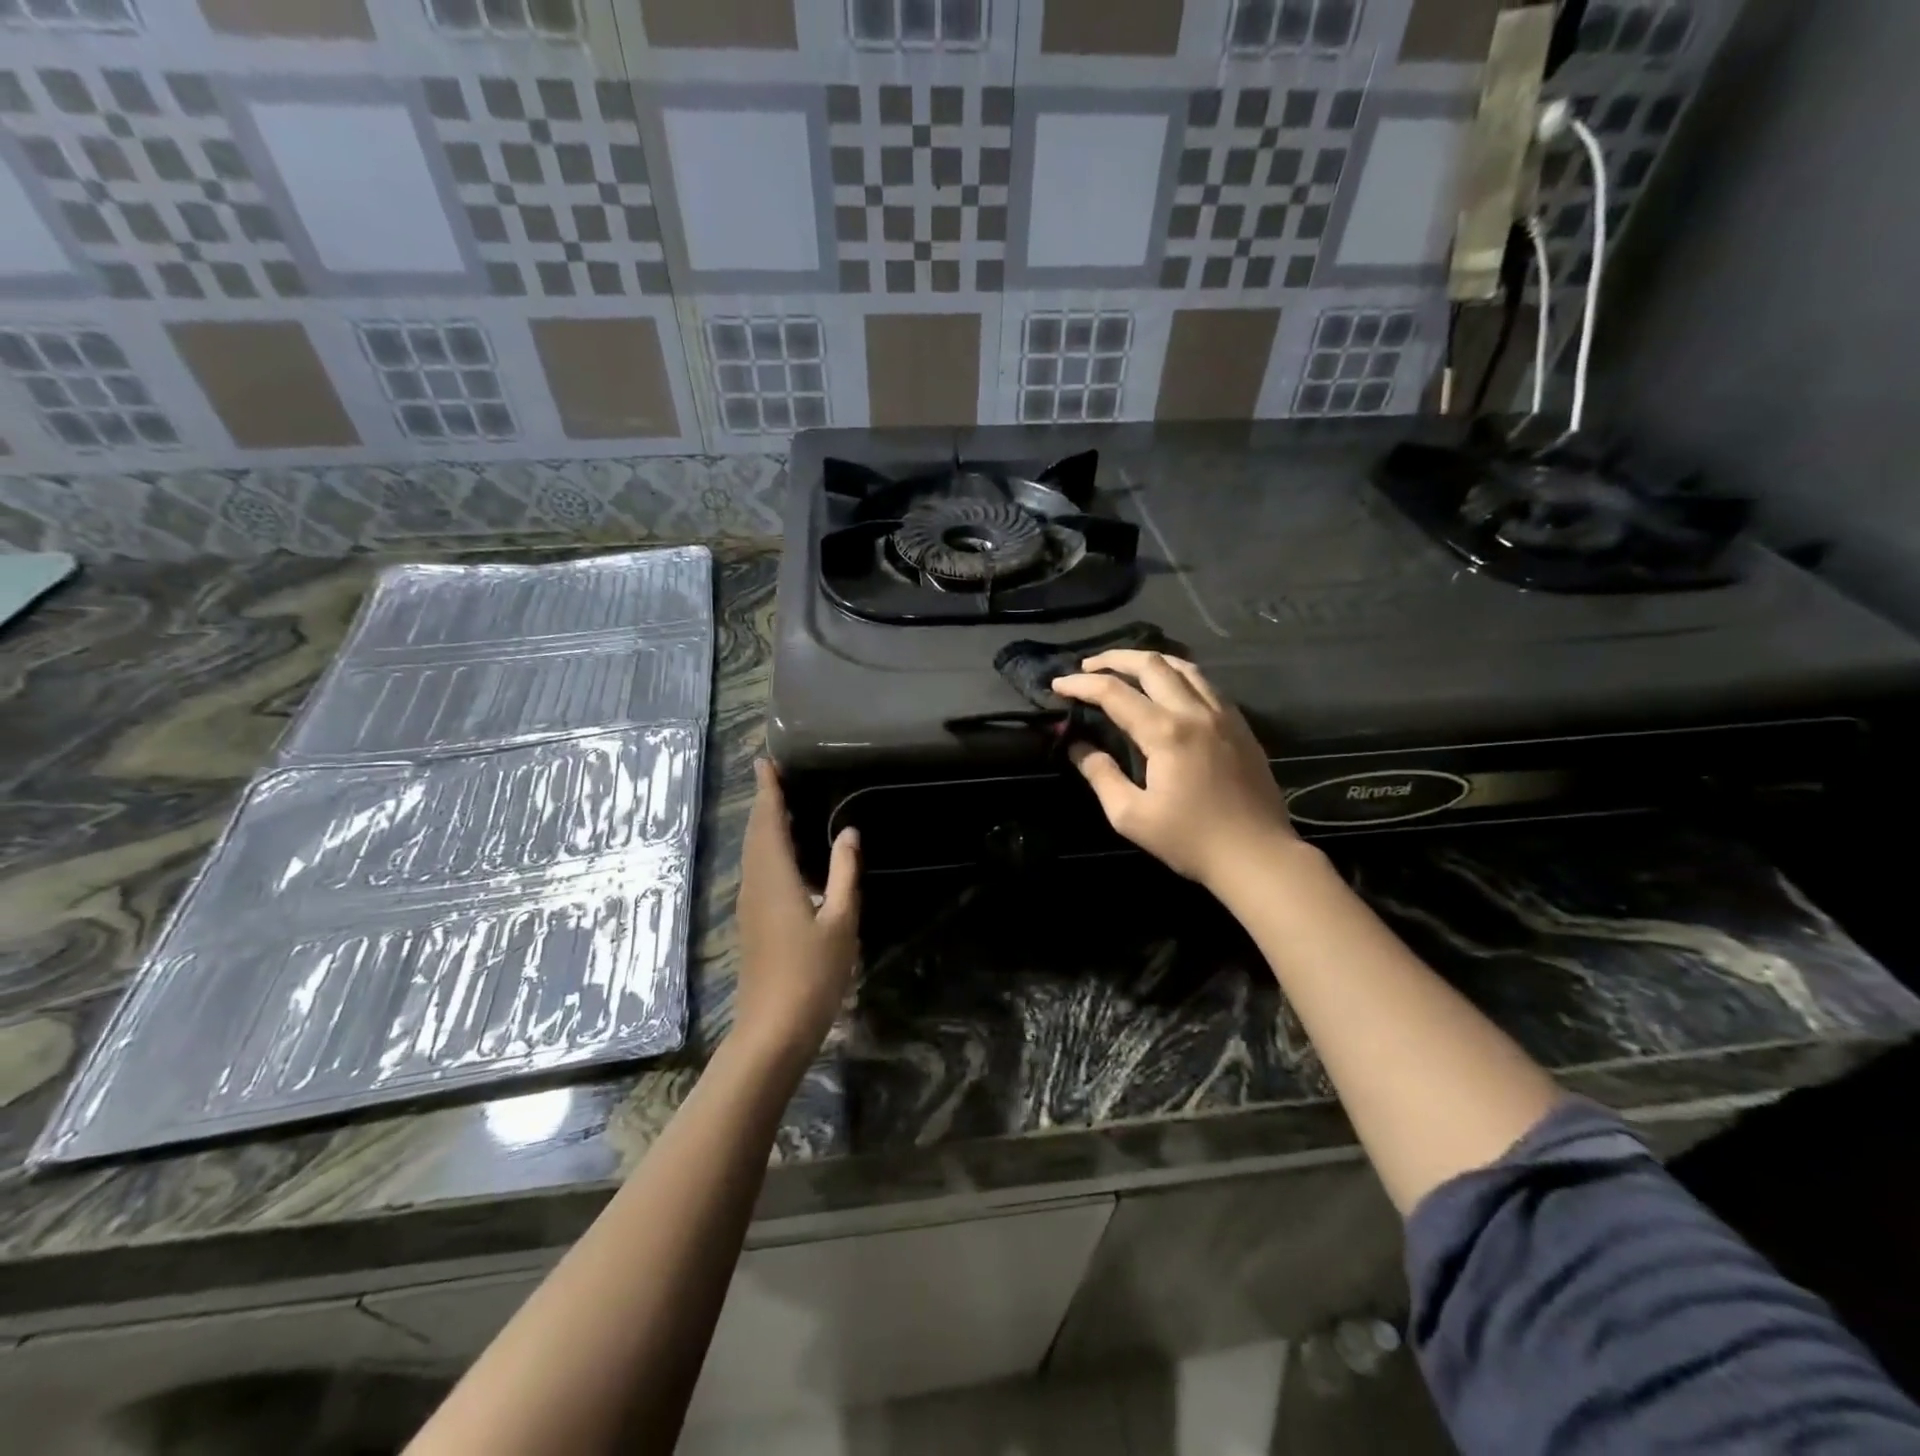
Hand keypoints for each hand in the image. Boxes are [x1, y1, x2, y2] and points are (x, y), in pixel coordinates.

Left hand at [733, 760, 860, 1066]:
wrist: (773, 1029)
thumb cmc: (812, 973)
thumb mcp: (840, 920)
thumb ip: (844, 872)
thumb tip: (848, 832)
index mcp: (774, 877)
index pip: (768, 821)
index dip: (767, 790)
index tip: (765, 761)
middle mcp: (755, 883)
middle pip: (756, 833)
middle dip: (765, 802)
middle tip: (777, 775)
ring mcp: (750, 904)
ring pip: (754, 852)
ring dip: (765, 825)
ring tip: (783, 804)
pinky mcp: (752, 921)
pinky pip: (757, 869)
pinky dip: (768, 848)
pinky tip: (787, 854)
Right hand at [1052, 651, 1296, 890]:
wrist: (1257, 855)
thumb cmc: (1190, 840)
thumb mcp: (1131, 816)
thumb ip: (1101, 776)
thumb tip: (1078, 747)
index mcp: (1165, 732)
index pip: (1114, 693)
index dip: (1082, 684)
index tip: (1058, 684)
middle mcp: (1195, 711)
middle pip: (1152, 664)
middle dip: (1114, 659)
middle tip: (1088, 666)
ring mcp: (1223, 715)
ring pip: (1184, 666)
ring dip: (1150, 661)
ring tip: (1126, 668)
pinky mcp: (1240, 726)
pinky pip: (1206, 684)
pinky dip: (1179, 675)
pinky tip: (1169, 689)